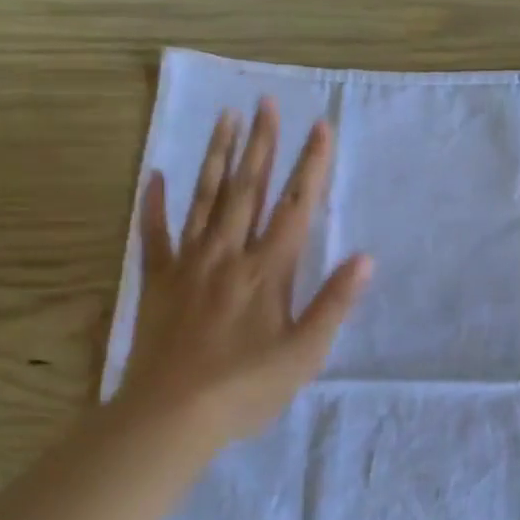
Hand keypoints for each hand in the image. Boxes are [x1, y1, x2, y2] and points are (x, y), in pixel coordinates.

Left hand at [119, 98, 370, 444]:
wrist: (171, 416)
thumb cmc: (247, 388)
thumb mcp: (305, 354)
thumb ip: (333, 303)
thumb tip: (365, 259)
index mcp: (268, 272)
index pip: (295, 208)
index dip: (310, 166)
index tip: (320, 128)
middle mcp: (229, 256)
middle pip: (247, 191)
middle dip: (261, 144)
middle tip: (266, 102)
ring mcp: (189, 266)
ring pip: (205, 201)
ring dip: (217, 157)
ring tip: (225, 119)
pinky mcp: (157, 283)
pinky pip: (154, 235)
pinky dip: (155, 204)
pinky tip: (157, 176)